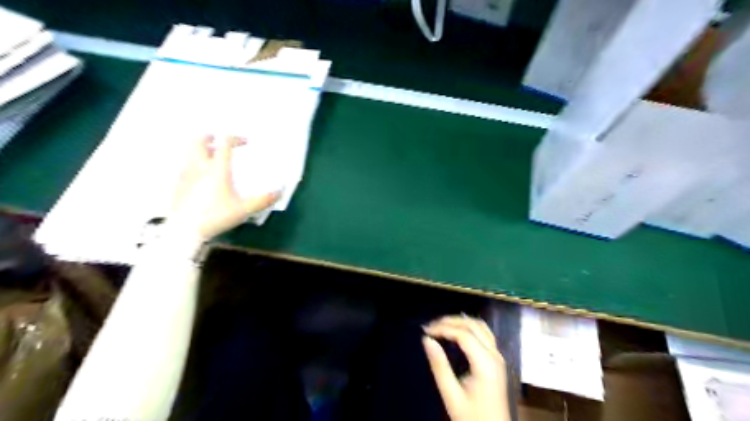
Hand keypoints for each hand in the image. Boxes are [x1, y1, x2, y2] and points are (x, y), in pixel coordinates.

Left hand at [169, 134, 280, 239]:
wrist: (183, 230)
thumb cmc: (215, 217)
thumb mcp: (243, 210)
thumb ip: (262, 200)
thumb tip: (278, 192)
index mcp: (217, 168)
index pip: (225, 143)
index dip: (236, 138)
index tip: (245, 142)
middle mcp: (199, 165)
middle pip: (199, 139)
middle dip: (211, 137)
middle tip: (220, 142)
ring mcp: (185, 173)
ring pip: (189, 150)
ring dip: (201, 149)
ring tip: (212, 157)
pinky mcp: (176, 182)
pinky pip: (184, 164)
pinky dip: (194, 162)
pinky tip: (201, 175)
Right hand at [420, 316, 509, 419]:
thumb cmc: (472, 416)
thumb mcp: (451, 395)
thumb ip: (439, 366)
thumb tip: (427, 340)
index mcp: (485, 363)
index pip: (463, 334)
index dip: (443, 328)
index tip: (426, 330)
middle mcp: (495, 355)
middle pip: (473, 325)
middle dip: (451, 321)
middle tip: (431, 325)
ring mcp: (498, 356)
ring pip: (481, 326)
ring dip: (461, 321)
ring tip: (442, 324)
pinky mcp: (497, 360)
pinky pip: (485, 334)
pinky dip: (470, 327)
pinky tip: (458, 331)